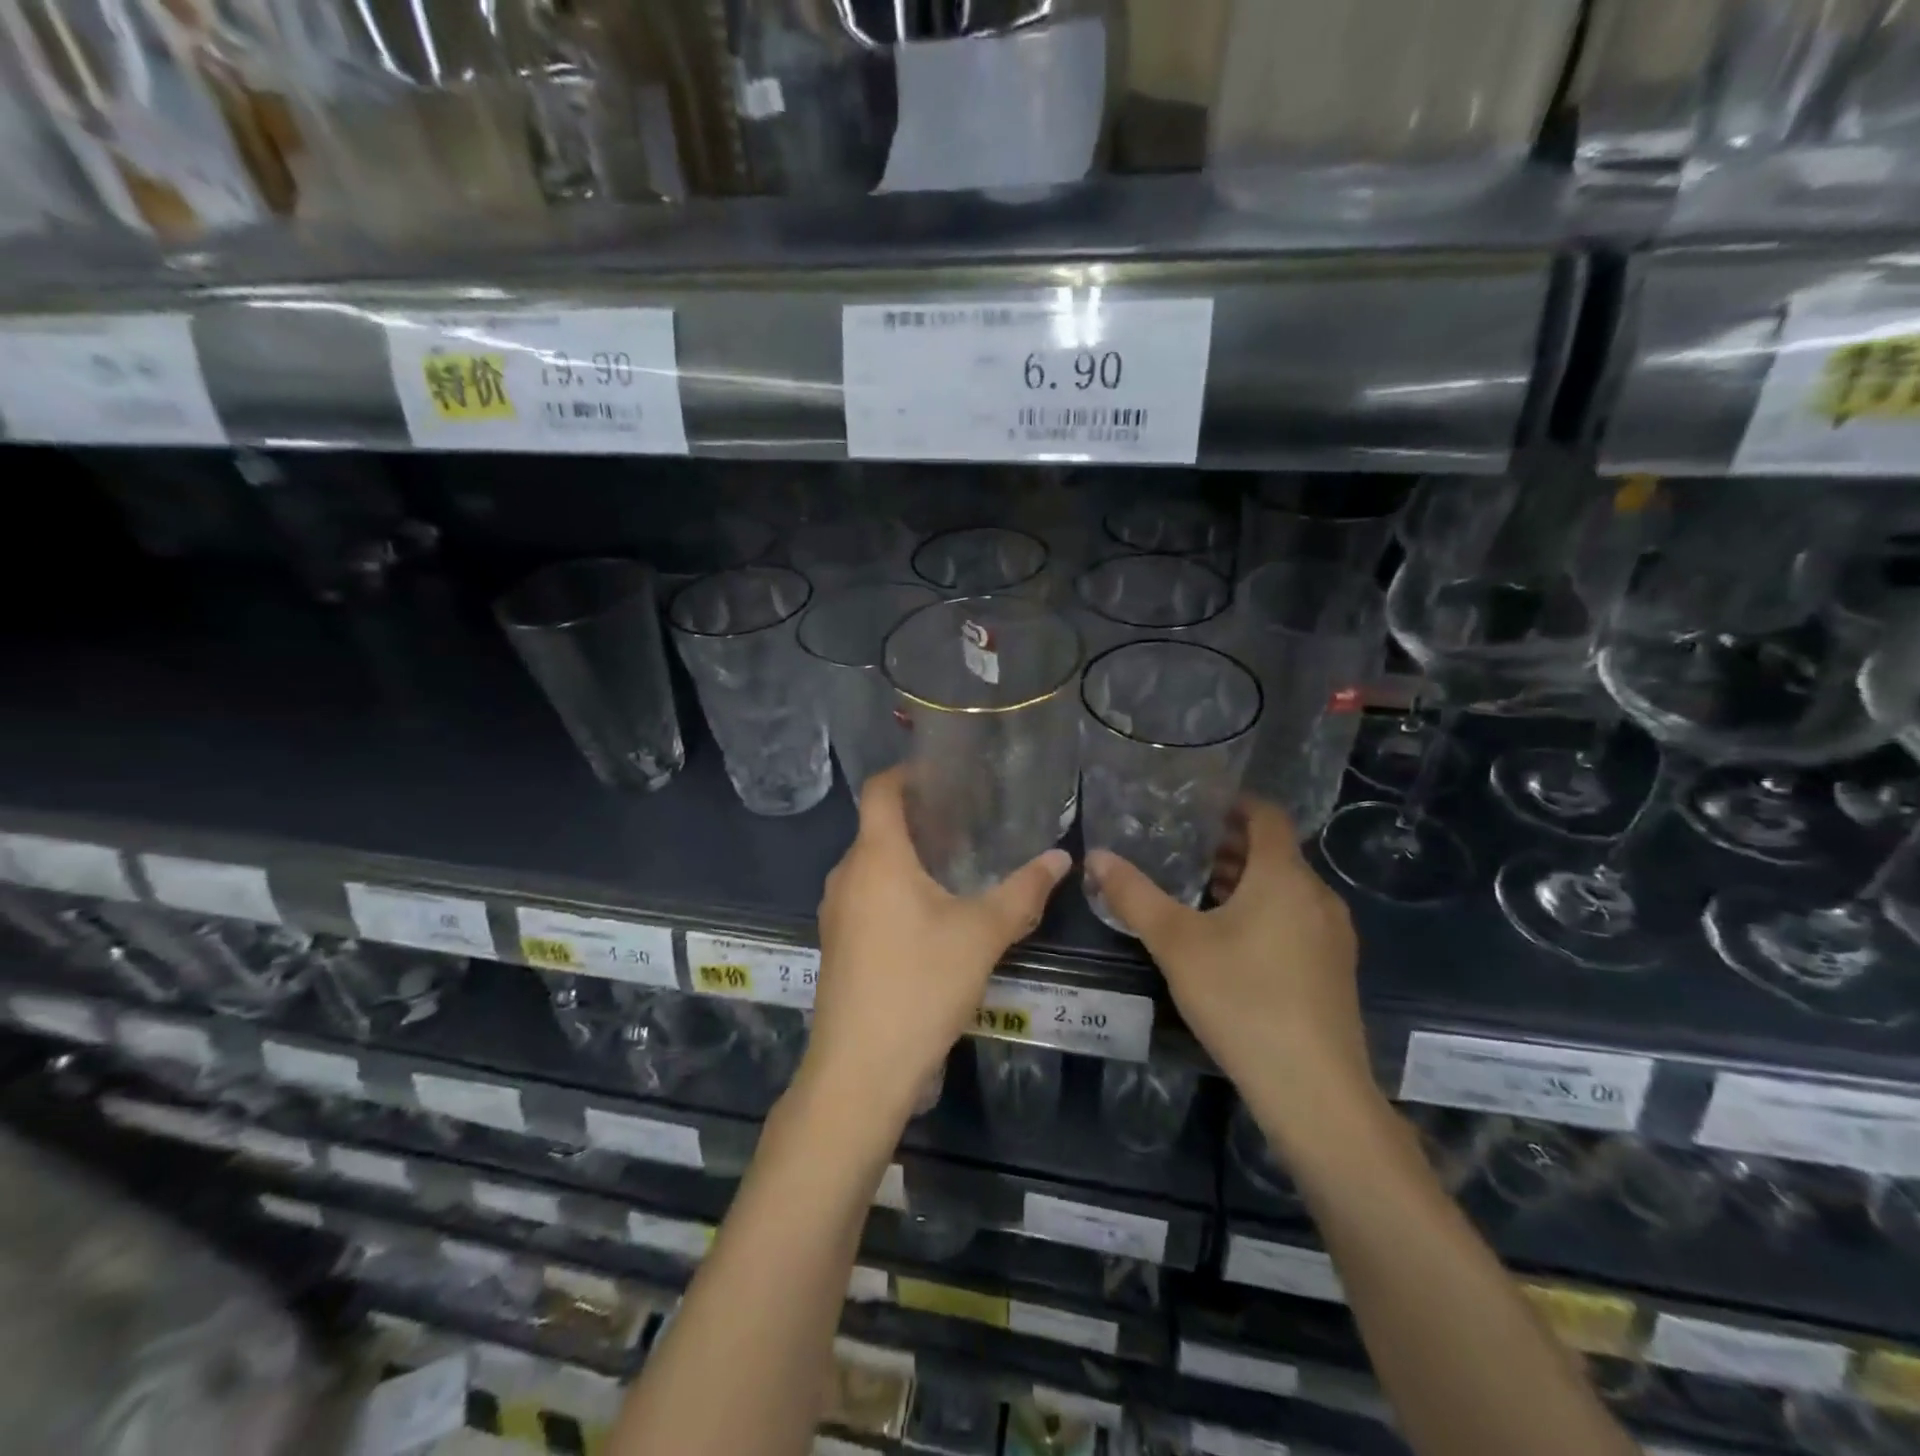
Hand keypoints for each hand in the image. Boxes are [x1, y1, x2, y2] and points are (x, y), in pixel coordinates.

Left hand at [804, 768, 1070, 1124]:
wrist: (861, 1069)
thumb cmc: (921, 985)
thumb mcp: (982, 935)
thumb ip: (1023, 892)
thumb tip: (1061, 858)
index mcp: (876, 857)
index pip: (880, 790)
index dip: (907, 772)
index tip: (944, 773)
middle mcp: (847, 875)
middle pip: (878, 827)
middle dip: (919, 818)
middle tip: (967, 820)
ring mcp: (836, 912)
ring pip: (872, 866)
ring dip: (908, 858)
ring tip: (956, 864)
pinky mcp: (837, 945)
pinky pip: (867, 897)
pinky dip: (895, 889)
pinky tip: (931, 915)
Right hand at [1087, 799, 1371, 1123]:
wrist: (1314, 1090)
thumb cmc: (1242, 999)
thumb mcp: (1175, 943)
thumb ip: (1133, 895)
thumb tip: (1096, 856)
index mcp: (1284, 876)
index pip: (1267, 816)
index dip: (1235, 804)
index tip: (1199, 807)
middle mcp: (1318, 896)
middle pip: (1276, 853)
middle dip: (1231, 847)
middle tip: (1184, 851)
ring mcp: (1334, 936)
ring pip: (1287, 889)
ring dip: (1247, 882)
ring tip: (1200, 894)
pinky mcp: (1335, 971)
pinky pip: (1297, 919)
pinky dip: (1265, 912)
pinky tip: (1232, 943)